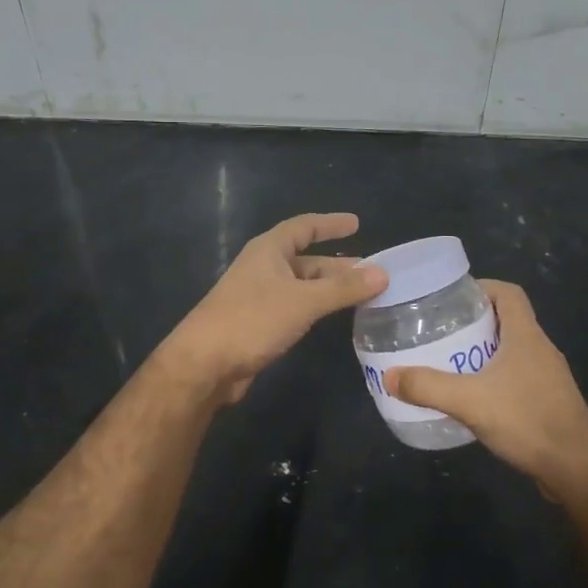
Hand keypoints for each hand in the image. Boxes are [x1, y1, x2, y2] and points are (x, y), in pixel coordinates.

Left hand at [160, 212, 386, 403]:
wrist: (204, 364)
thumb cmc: (252, 320)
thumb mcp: (303, 301)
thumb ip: (343, 288)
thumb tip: (382, 273)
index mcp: (268, 250)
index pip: (304, 227)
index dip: (330, 224)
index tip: (356, 223)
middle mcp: (263, 268)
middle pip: (306, 260)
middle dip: (338, 265)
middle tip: (372, 272)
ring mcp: (259, 297)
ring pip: (302, 286)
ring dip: (330, 289)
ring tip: (363, 295)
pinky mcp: (259, 323)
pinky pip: (295, 307)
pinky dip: (317, 308)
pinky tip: (334, 318)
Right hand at [385, 281, 587, 493]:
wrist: (578, 471)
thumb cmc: (528, 421)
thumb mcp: (470, 401)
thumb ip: (428, 386)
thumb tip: (390, 375)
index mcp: (527, 336)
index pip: (509, 293)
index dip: (482, 287)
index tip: (452, 298)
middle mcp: (541, 349)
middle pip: (507, 320)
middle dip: (474, 322)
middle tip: (440, 331)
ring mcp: (548, 378)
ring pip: (512, 351)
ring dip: (483, 352)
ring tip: (449, 362)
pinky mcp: (548, 403)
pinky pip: (517, 378)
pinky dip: (494, 379)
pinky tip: (473, 398)